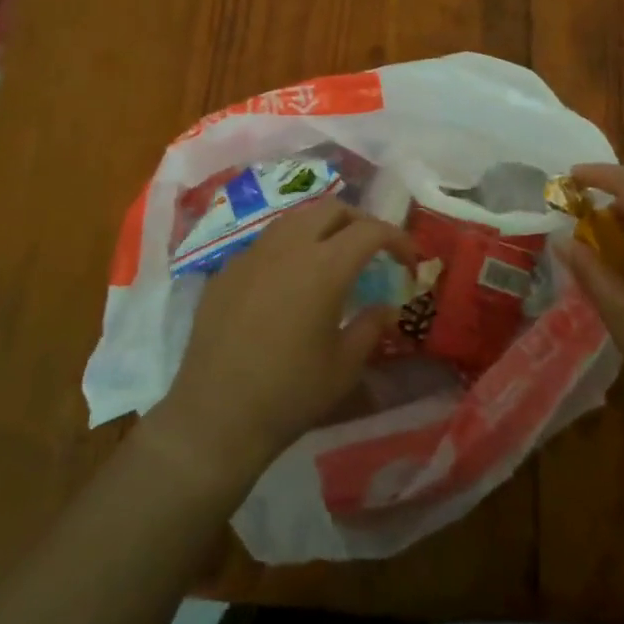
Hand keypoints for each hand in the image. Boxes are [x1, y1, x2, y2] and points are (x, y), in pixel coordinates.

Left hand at [147, 199, 410, 489]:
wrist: (214, 416)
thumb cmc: (290, 394)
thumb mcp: (345, 366)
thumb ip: (371, 326)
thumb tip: (387, 306)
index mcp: (325, 266)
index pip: (371, 230)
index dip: (397, 239)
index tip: (409, 261)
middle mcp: (289, 246)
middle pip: (333, 208)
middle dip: (360, 221)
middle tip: (372, 250)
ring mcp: (253, 253)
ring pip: (296, 217)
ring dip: (323, 227)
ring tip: (332, 258)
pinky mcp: (227, 269)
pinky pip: (266, 242)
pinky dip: (290, 247)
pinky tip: (289, 281)